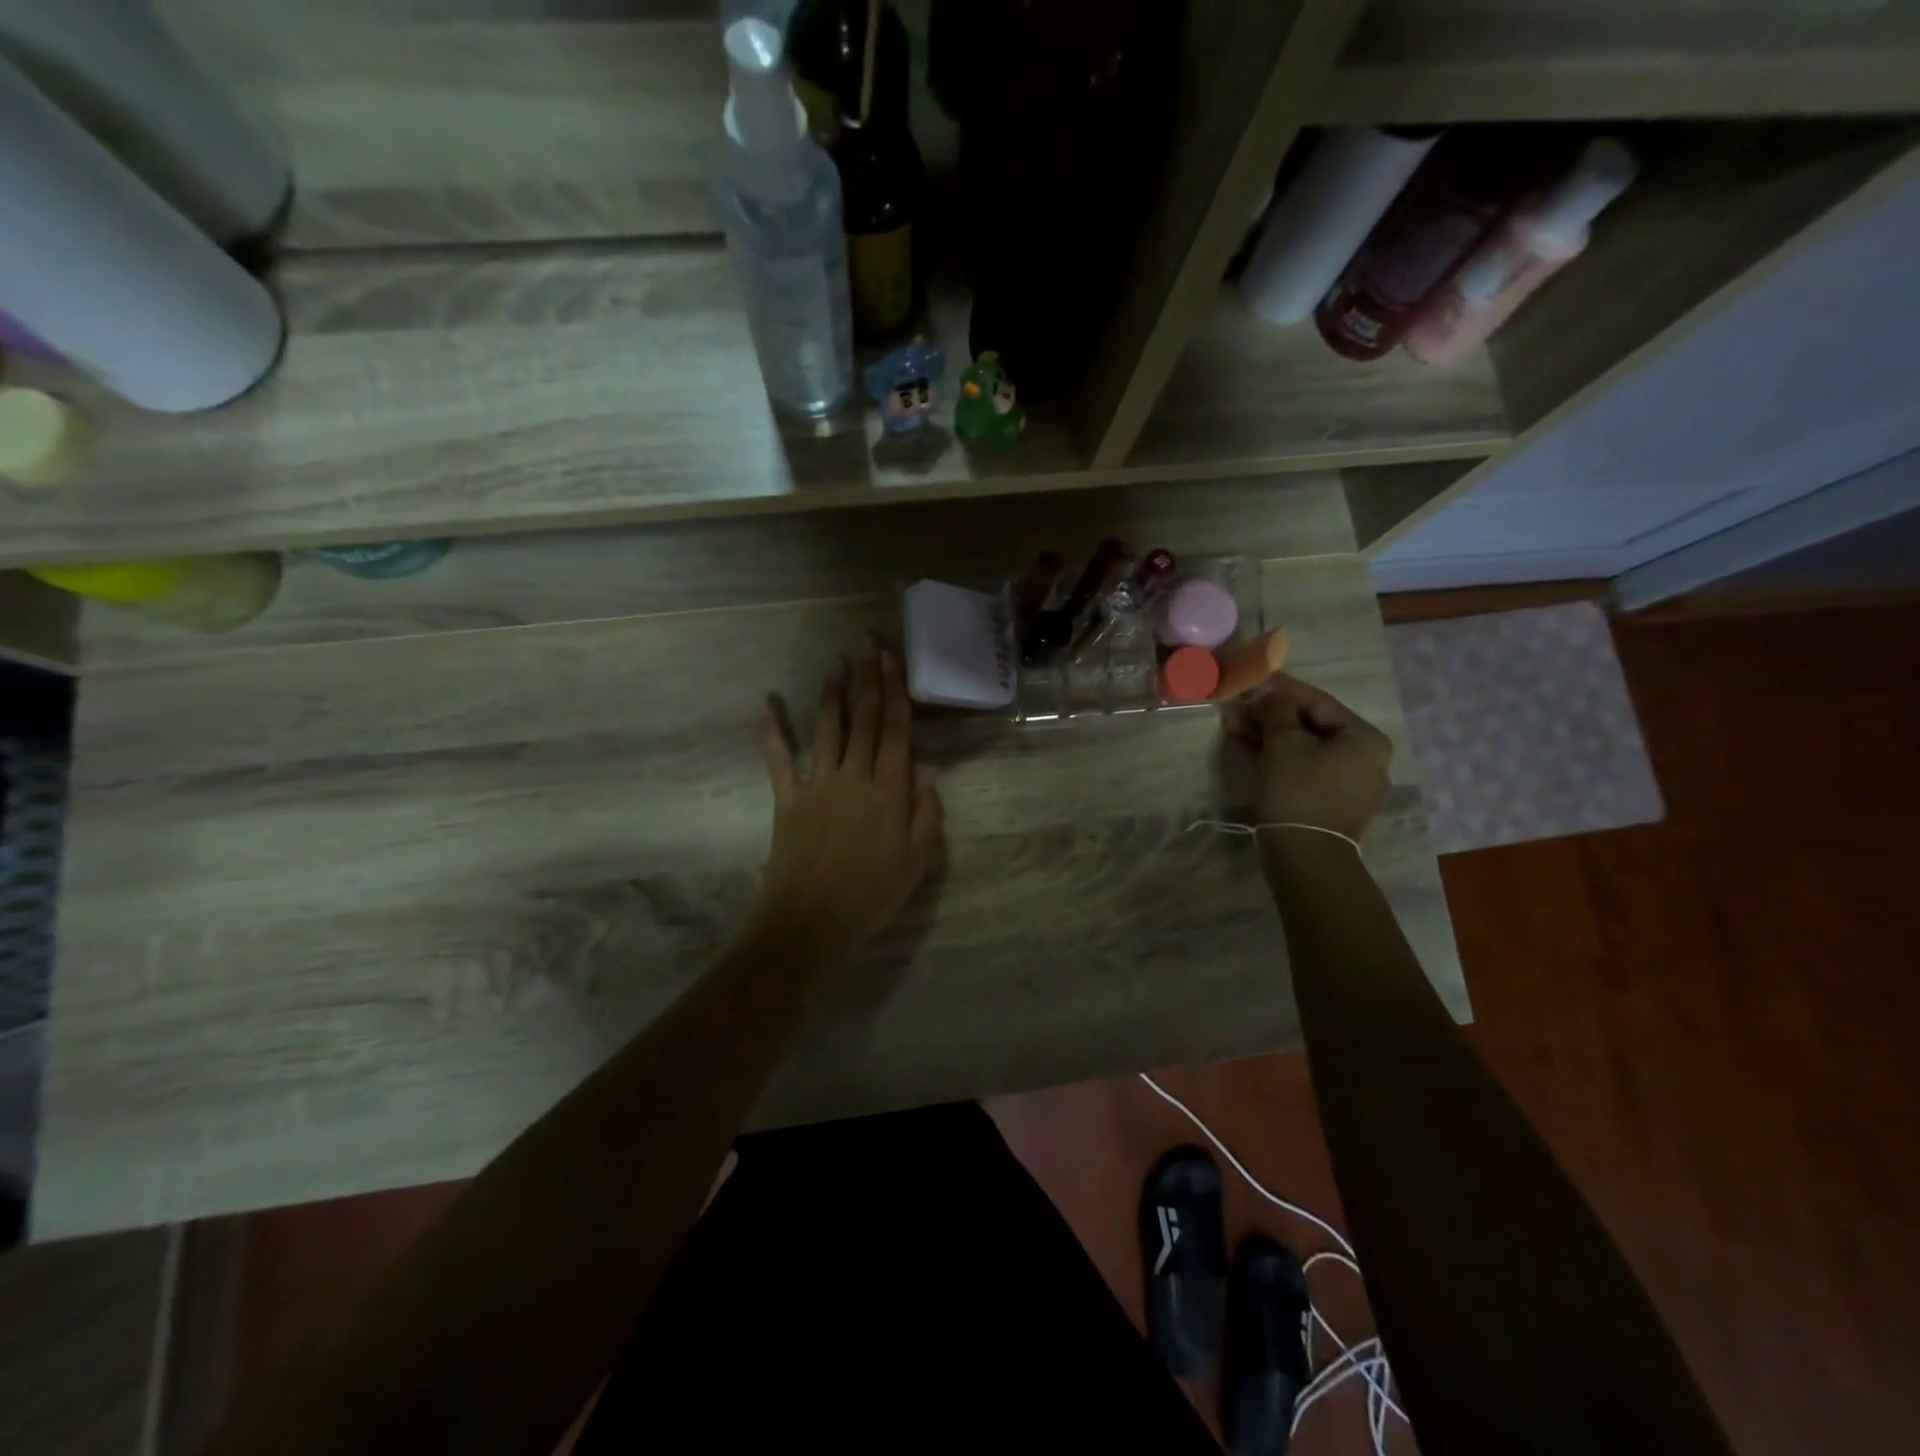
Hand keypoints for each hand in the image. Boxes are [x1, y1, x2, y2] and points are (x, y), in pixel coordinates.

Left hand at [754, 647, 943, 946]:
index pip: (895, 731)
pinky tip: (767, 703)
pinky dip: (772, 730)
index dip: (895, 692)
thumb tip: (928, 769)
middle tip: (869, 644)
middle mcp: (854, 777)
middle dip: (868, 679)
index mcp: (888, 791)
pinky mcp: (787, 798)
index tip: (893, 659)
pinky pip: (778, 758)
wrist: (811, 921)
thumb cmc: (871, 895)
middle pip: (863, 720)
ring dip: (832, 694)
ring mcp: (817, 784)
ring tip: (836, 664)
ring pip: (827, 729)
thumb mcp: (916, 861)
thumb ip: (926, 812)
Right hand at [1223, 673, 1391, 840]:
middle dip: (1270, 715)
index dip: (1281, 689)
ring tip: (1234, 725)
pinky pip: (1302, 769)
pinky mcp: (1329, 803)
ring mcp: (1348, 784)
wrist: (1306, 858)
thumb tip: (1268, 692)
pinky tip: (1248, 748)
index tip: (1253, 679)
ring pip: (1303, 748)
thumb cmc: (1300, 792)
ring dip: (1268, 735)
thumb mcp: (1284, 743)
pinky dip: (1277, 758)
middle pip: (1310, 726)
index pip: (1318, 702)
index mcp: (1365, 739)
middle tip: (1237, 705)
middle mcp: (1365, 758)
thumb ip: (1276, 710)